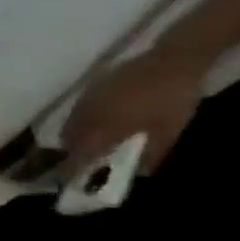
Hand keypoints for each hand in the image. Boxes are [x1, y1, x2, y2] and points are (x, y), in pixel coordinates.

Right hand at [61, 46, 207, 173]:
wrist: (172, 61)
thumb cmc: (171, 99)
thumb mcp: (169, 131)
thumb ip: (151, 154)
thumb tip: (138, 172)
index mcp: (102, 129)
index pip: (78, 154)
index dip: (73, 168)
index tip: (74, 180)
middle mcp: (86, 116)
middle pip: (68, 139)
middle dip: (73, 151)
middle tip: (86, 159)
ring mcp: (86, 100)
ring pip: (71, 123)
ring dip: (77, 135)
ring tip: (92, 141)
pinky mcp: (91, 88)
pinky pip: (78, 110)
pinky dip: (83, 120)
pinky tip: (101, 120)